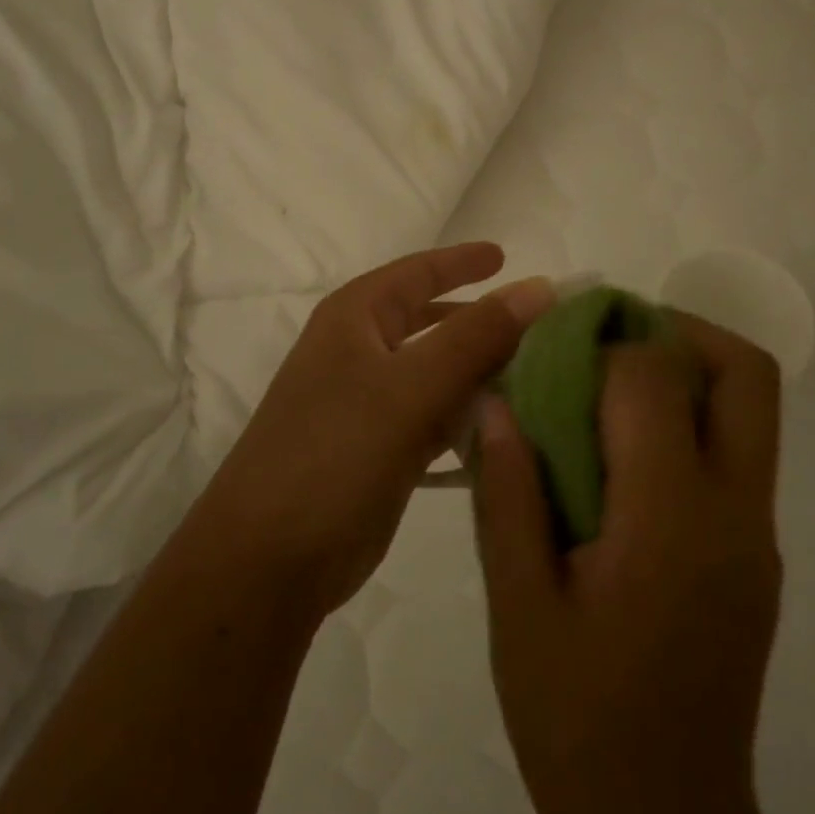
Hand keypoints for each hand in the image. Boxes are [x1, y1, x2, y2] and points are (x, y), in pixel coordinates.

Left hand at [198, 243, 555, 620]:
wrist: (270, 558)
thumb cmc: (334, 453)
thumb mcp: (408, 387)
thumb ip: (476, 336)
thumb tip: (539, 287)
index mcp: (354, 320)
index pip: (417, 273)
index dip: (461, 262)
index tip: (507, 255)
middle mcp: (360, 354)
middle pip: (432, 323)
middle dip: (482, 321)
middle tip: (542, 323)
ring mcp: (370, 406)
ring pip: (439, 374)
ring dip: (484, 373)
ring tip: (544, 373)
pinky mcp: (383, 452)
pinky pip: (438, 420)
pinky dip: (471, 418)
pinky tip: (512, 425)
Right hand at [474, 314, 785, 813]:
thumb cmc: (574, 717)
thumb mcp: (517, 603)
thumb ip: (507, 492)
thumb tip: (495, 402)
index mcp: (671, 520)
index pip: (655, 379)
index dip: (601, 343)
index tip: (551, 346)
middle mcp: (735, 513)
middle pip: (744, 373)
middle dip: (676, 331)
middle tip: (603, 342)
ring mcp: (757, 535)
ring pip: (750, 409)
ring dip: (685, 371)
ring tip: (604, 386)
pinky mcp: (755, 556)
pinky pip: (736, 453)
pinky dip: (687, 421)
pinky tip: (619, 456)